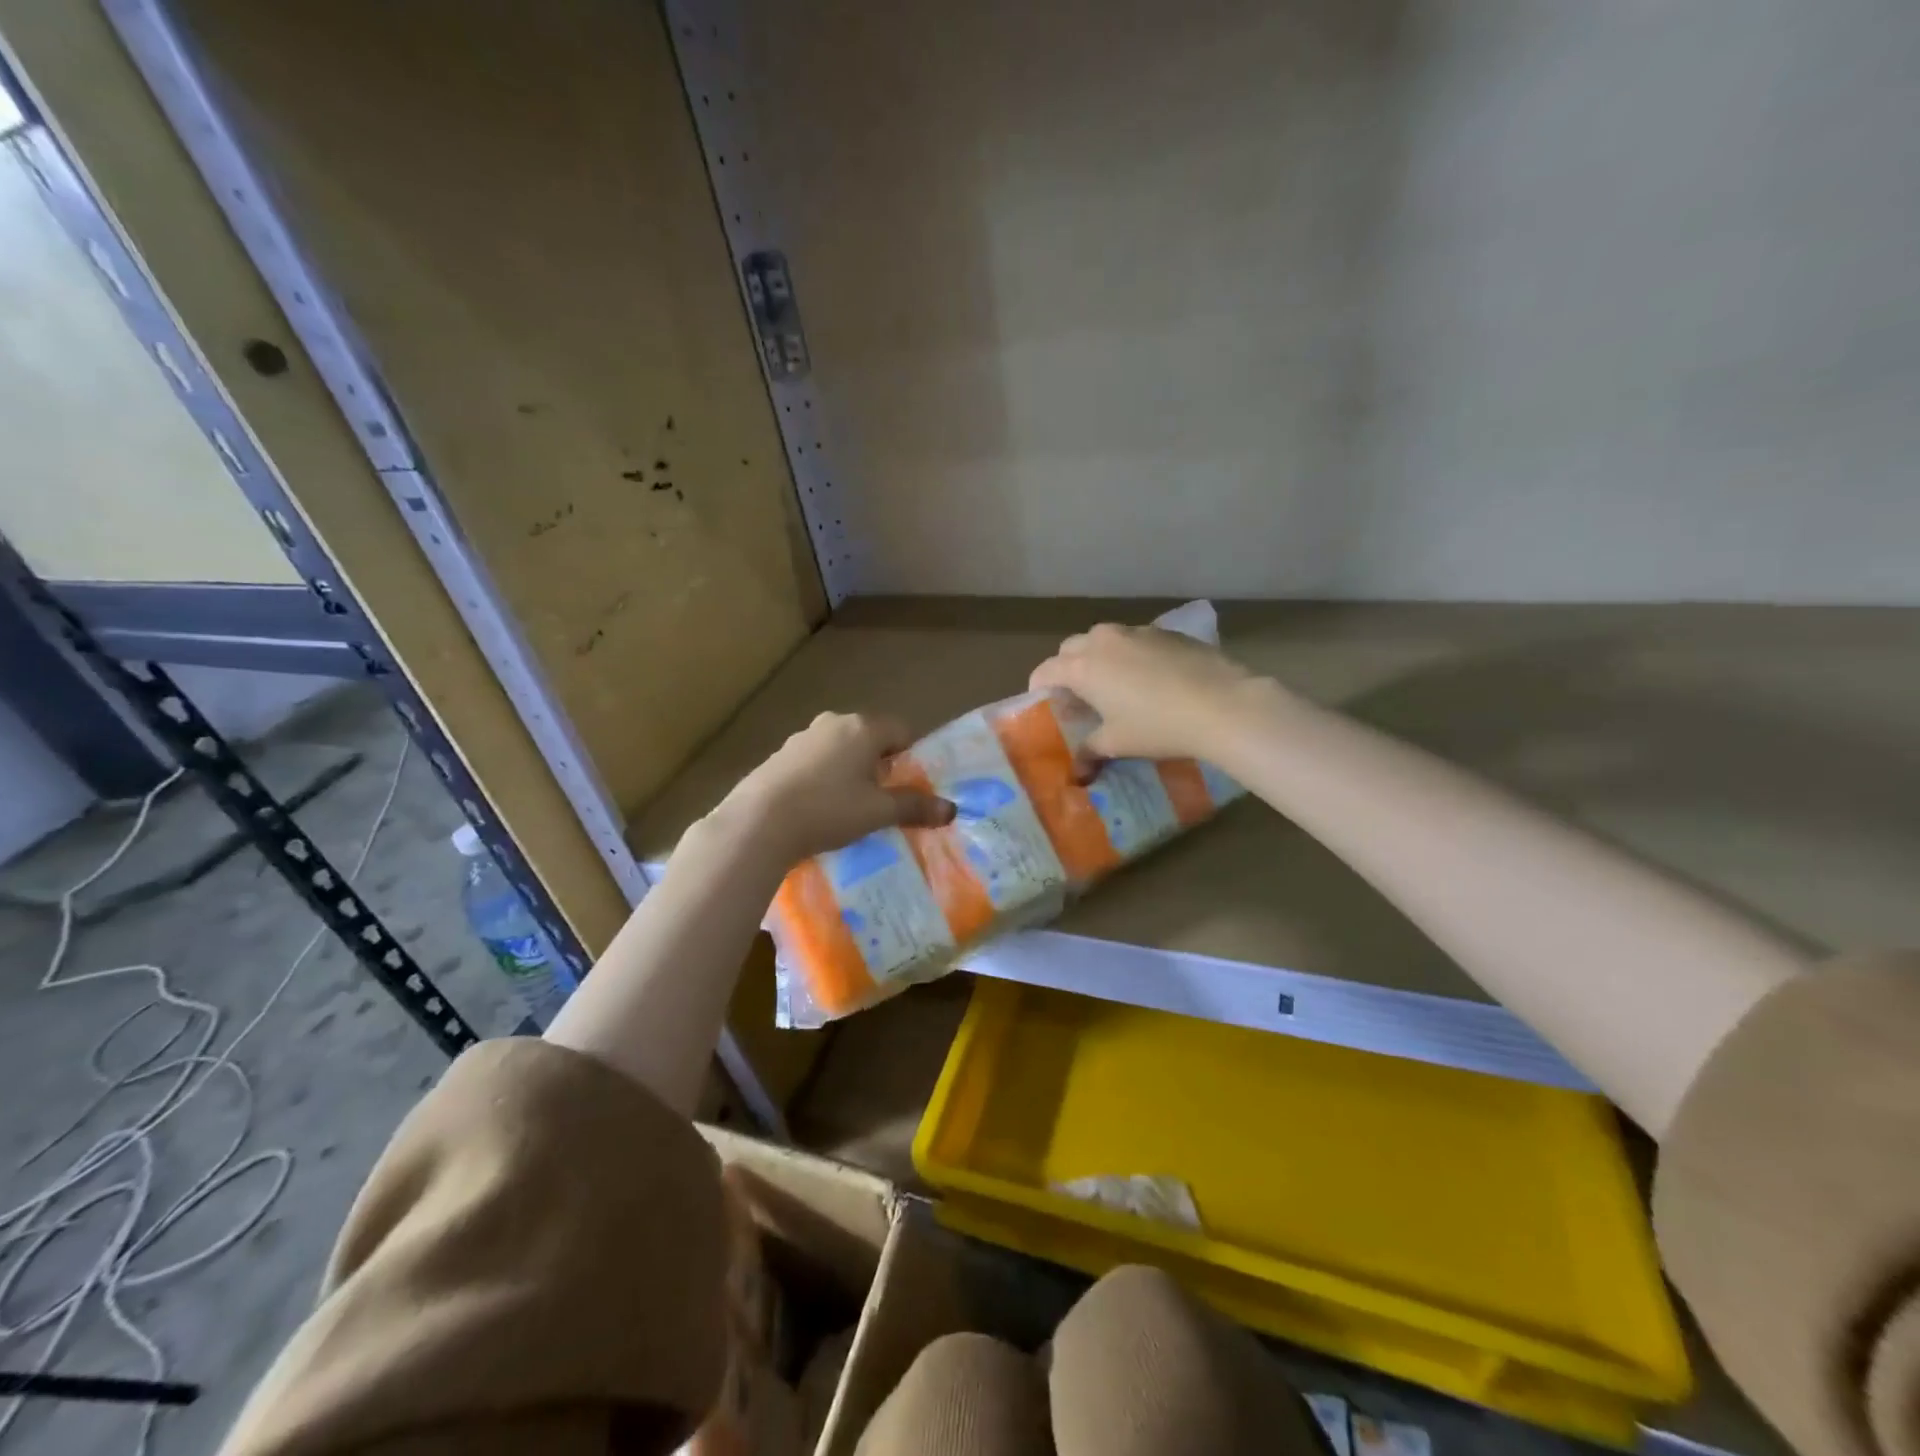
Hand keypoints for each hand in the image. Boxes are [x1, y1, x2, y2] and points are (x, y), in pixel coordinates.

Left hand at [721, 712, 953, 866]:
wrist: (758, 823)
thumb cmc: (829, 810)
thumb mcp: (878, 812)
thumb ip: (914, 807)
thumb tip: (951, 810)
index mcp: (863, 728)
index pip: (902, 731)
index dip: (911, 757)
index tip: (908, 787)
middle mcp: (833, 723)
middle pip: (870, 738)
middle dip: (879, 764)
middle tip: (880, 799)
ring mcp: (802, 737)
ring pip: (840, 749)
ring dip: (849, 770)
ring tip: (846, 807)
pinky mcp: (778, 755)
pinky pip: (814, 761)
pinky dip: (822, 777)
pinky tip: (815, 807)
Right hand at [1029, 623, 1273, 762]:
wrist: (1222, 704)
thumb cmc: (1157, 726)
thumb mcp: (1117, 743)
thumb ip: (1090, 750)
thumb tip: (1077, 769)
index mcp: (1082, 667)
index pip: (1045, 671)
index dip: (1040, 689)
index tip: (1047, 706)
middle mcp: (1102, 641)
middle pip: (1070, 648)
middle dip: (1067, 669)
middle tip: (1079, 697)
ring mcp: (1136, 631)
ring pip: (1103, 639)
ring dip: (1099, 658)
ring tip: (1114, 685)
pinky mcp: (1166, 631)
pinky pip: (1134, 639)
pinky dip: (1130, 654)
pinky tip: (1150, 678)